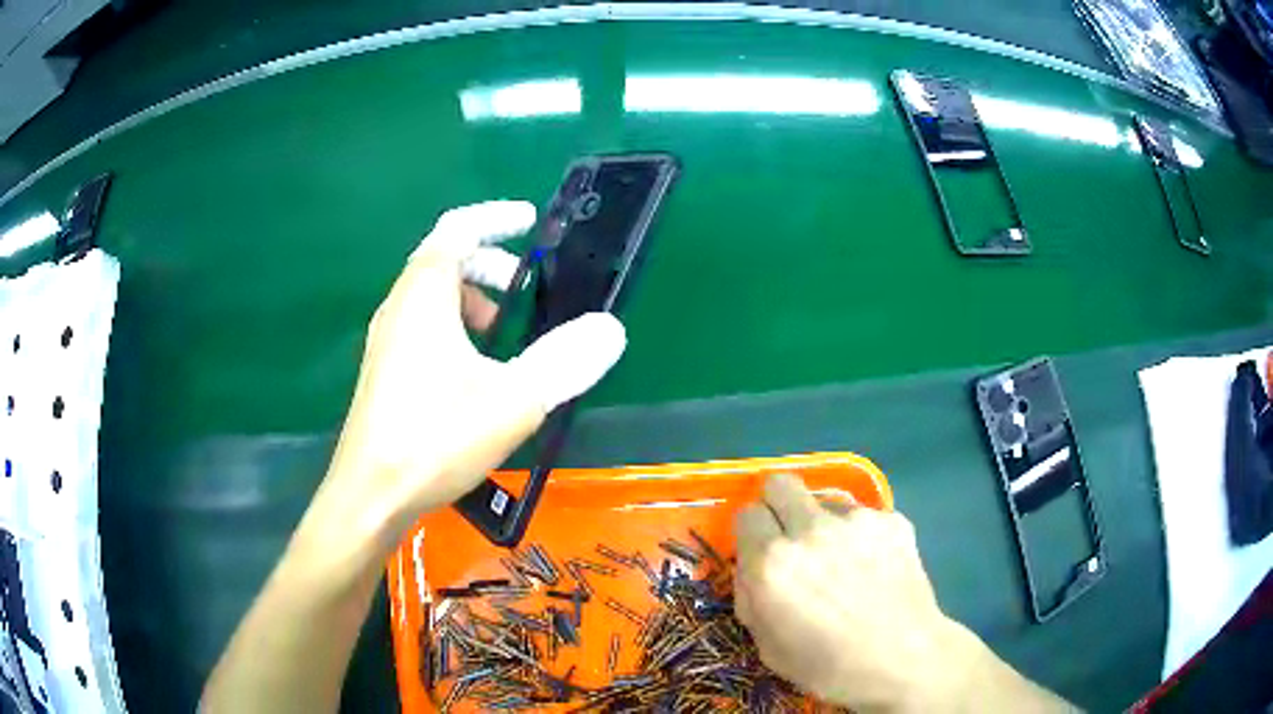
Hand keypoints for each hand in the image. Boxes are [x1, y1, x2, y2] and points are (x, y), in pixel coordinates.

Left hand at [308, 201, 626, 555]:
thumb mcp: (512, 400)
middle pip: (442, 260)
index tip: (529, 221)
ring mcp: (386, 342)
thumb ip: (564, 360)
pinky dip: (453, 326)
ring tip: (503, 334)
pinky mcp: (384, 372)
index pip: (457, 229)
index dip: (494, 219)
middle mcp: (398, 308)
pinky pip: (421, 325)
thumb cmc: (435, 439)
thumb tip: (610, 329)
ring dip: (470, 298)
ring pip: (430, 295)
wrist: (371, 495)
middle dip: (488, 263)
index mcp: (424, 296)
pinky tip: (474, 372)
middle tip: (524, 288)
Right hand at [734, 474, 977, 711]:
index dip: (750, 532)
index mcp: (773, 562)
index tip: (759, 550)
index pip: (746, 513)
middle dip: (777, 505)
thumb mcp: (768, 646)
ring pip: (824, 500)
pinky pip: (863, 516)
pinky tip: (873, 567)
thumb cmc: (828, 666)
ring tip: (841, 559)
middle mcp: (810, 530)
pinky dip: (859, 535)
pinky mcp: (891, 520)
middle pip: (780, 483)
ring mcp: (856, 520)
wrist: (903, 659)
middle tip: (789, 535)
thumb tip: (751, 567)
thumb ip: (750, 597)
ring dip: (821, 522)